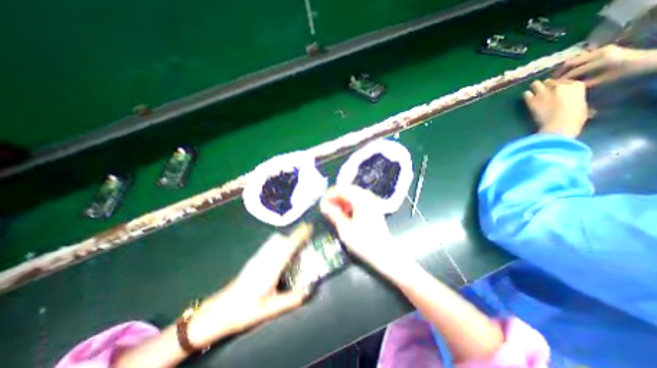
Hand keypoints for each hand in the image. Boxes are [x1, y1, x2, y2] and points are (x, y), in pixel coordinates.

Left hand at [188, 224, 311, 346]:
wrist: (220, 311)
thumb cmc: (245, 310)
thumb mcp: (270, 309)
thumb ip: (292, 299)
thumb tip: (310, 289)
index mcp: (271, 267)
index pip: (288, 245)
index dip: (299, 235)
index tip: (309, 227)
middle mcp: (265, 257)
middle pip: (282, 239)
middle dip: (295, 234)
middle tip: (308, 235)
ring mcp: (259, 257)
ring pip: (276, 240)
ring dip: (288, 237)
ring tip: (299, 241)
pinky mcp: (255, 259)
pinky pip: (271, 245)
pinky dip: (282, 242)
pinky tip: (285, 251)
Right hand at [319, 187, 391, 263]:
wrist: (384, 254)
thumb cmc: (363, 242)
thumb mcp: (345, 229)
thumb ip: (334, 214)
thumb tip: (324, 206)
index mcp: (361, 200)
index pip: (343, 189)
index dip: (330, 194)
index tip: (322, 202)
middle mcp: (368, 198)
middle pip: (349, 190)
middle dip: (336, 196)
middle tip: (327, 205)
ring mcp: (372, 203)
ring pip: (354, 195)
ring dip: (343, 200)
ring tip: (335, 209)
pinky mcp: (374, 209)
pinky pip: (360, 201)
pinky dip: (350, 204)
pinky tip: (346, 213)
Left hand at [524, 80, 590, 136]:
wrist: (560, 123)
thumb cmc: (575, 117)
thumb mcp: (582, 105)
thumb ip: (575, 99)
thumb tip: (573, 102)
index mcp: (577, 86)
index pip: (566, 81)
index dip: (560, 85)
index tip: (557, 89)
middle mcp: (560, 86)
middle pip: (550, 82)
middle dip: (547, 85)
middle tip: (544, 89)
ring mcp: (544, 92)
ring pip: (536, 84)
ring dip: (535, 87)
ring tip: (533, 90)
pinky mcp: (532, 100)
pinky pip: (526, 94)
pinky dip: (526, 95)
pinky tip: (527, 97)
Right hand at [553, 44, 656, 86]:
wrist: (647, 59)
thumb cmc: (626, 72)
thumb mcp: (605, 79)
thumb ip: (586, 83)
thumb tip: (568, 86)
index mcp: (601, 60)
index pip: (574, 71)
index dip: (562, 79)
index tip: (551, 86)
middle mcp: (599, 52)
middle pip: (571, 62)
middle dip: (559, 72)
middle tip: (550, 81)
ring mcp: (600, 49)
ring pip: (574, 58)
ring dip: (564, 67)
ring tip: (557, 76)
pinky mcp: (601, 49)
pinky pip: (581, 56)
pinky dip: (572, 63)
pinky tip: (568, 70)